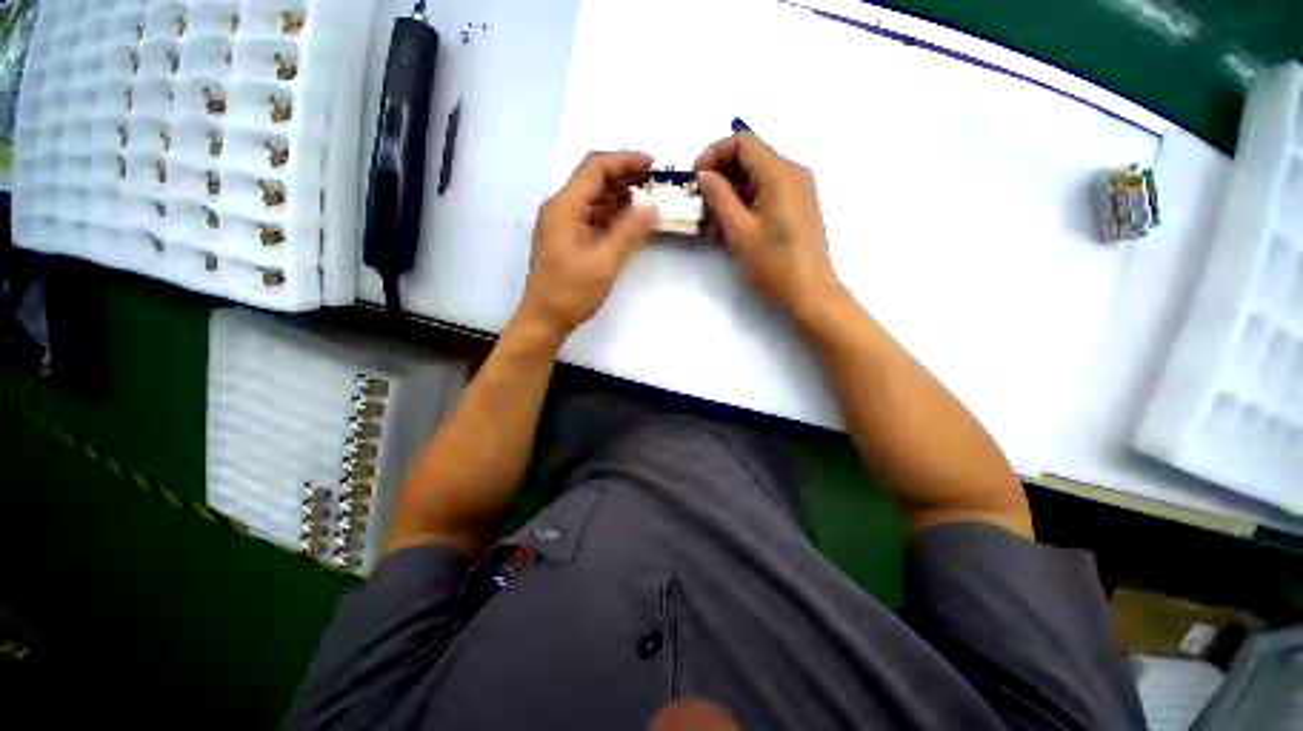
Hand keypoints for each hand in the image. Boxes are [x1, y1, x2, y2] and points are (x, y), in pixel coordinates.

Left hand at [518, 151, 658, 339]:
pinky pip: (592, 216)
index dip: (624, 160)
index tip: (652, 165)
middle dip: (624, 177)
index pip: (595, 168)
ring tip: (647, 200)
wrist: (545, 318)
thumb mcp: (605, 262)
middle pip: (593, 179)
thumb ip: (630, 232)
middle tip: (653, 183)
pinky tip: (630, 220)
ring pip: (593, 198)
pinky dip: (612, 214)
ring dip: (619, 196)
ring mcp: (563, 223)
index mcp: (565, 207)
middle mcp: (561, 208)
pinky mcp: (568, 237)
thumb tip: (653, 208)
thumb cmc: (571, 292)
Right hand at [695, 133, 840, 315]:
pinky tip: (728, 229)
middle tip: (699, 205)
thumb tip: (704, 175)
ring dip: (729, 195)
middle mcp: (792, 173)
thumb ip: (719, 196)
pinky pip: (765, 195)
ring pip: (755, 179)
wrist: (808, 293)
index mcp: (779, 173)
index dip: (713, 155)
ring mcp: (797, 191)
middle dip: (719, 177)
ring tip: (710, 224)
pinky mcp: (796, 208)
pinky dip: (744, 205)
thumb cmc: (773, 263)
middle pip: (749, 159)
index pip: (741, 142)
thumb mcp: (739, 230)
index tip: (695, 181)